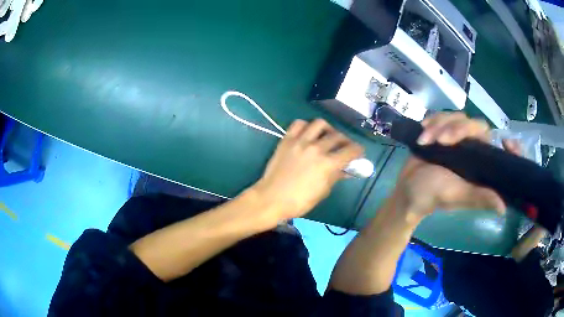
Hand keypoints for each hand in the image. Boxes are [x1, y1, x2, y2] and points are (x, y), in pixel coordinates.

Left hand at [251, 119, 363, 221]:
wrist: (271, 198)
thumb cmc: (299, 201)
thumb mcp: (323, 191)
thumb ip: (336, 176)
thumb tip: (346, 170)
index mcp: (328, 164)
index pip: (351, 150)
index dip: (359, 150)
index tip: (359, 152)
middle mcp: (316, 148)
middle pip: (338, 136)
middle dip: (346, 141)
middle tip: (344, 147)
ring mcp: (300, 141)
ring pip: (320, 124)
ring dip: (328, 129)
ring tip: (327, 136)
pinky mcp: (287, 139)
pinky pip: (299, 124)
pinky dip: (306, 126)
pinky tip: (308, 134)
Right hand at [392, 112, 522, 221]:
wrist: (407, 188)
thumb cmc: (433, 194)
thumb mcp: (458, 196)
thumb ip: (479, 198)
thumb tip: (503, 209)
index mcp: (480, 163)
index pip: (499, 147)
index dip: (509, 143)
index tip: (505, 142)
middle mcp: (473, 148)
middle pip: (476, 125)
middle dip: (457, 128)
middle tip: (441, 141)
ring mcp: (457, 137)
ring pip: (457, 117)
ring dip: (439, 126)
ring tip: (425, 141)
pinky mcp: (441, 130)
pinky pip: (441, 116)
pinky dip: (431, 122)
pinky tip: (423, 133)